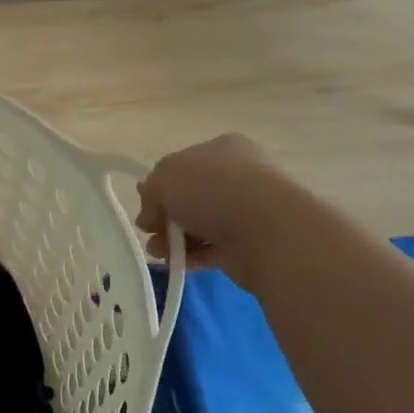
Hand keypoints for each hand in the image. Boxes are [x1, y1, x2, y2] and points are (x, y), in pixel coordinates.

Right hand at [136, 134, 299, 286]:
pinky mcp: (249, 242)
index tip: (146, 207)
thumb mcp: (164, 179)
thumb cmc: (212, 191)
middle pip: (188, 197)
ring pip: (198, 224)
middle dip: (164, 217)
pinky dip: (192, 256)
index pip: (181, 166)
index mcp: (220, 149)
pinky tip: (177, 263)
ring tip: (159, 252)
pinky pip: (212, 248)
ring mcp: (246, 209)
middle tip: (150, 232)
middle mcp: (236, 175)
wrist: (267, 230)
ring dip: (173, 239)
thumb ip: (150, 192)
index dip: (158, 187)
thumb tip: (150, 216)